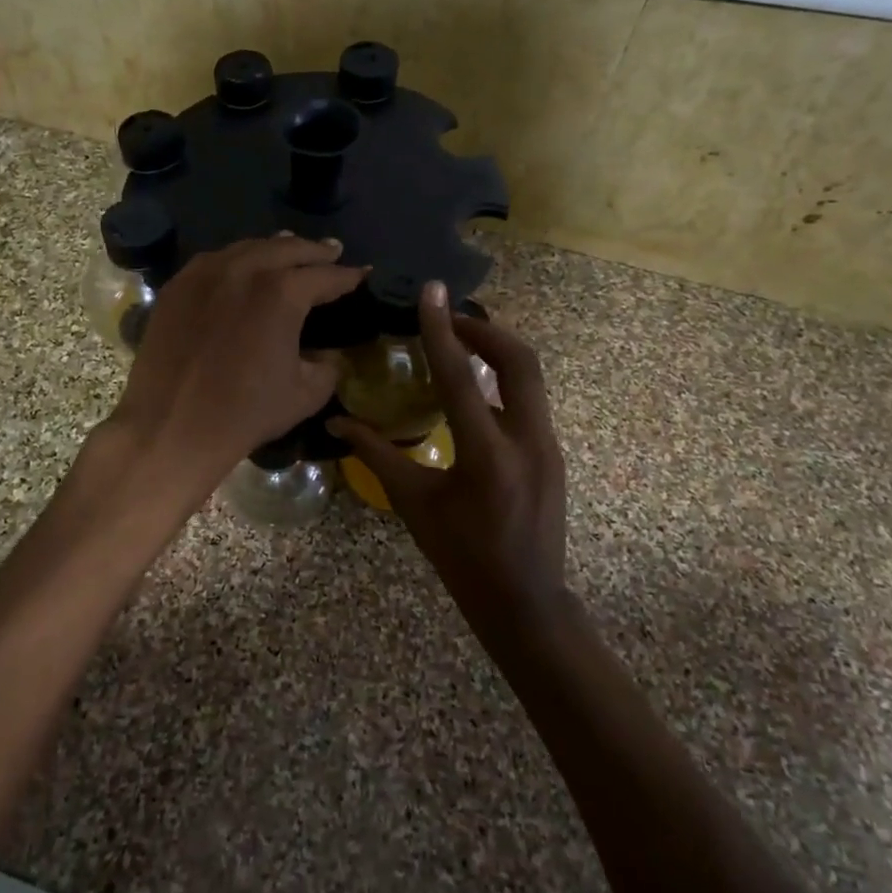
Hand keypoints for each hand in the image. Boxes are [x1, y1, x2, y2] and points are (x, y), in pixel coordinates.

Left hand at [109, 235, 364, 492]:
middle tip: (332, 251)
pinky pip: (214, 261)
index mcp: (282, 292)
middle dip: (314, 251)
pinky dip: (236, 259)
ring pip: (248, 248)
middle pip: (287, 249)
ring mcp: (205, 273)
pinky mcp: (177, 287)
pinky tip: (242, 266)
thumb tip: (326, 356)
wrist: (172, 426)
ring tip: (290, 248)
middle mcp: (244, 270)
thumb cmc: (245, 413)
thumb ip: (326, 367)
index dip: (347, 276)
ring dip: (275, 248)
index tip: (362, 273)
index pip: (325, 276)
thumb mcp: (305, 394)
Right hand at [331, 282, 568, 627]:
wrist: (525, 601)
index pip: (460, 377)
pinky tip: (474, 391)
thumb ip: (377, 455)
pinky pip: (529, 399)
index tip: (432, 291)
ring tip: (460, 343)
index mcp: (487, 455)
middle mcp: (527, 440)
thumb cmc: (462, 557)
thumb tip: (338, 421)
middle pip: (519, 359)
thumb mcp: (414, 505)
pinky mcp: (553, 452)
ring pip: (530, 376)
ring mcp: (548, 445)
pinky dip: (503, 380)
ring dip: (497, 351)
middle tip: (450, 318)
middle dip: (485, 328)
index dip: (442, 329)